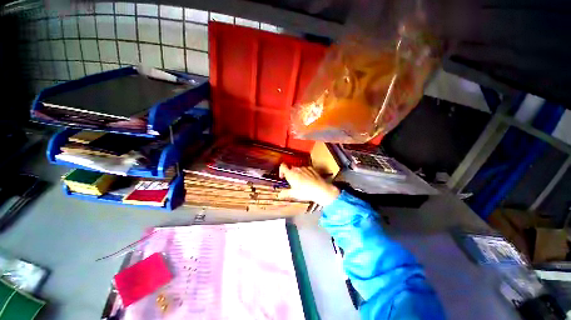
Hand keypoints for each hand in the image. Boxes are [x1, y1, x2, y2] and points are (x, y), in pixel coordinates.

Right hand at [278, 163, 339, 205]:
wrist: (320, 189)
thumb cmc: (305, 192)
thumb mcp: (294, 194)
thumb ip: (285, 193)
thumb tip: (279, 195)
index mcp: (291, 174)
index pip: (282, 166)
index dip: (281, 171)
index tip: (282, 177)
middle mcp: (297, 169)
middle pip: (290, 168)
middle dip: (290, 174)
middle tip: (292, 182)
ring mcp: (305, 168)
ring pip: (298, 169)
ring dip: (298, 173)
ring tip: (301, 183)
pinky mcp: (312, 168)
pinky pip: (305, 169)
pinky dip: (305, 173)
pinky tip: (308, 180)